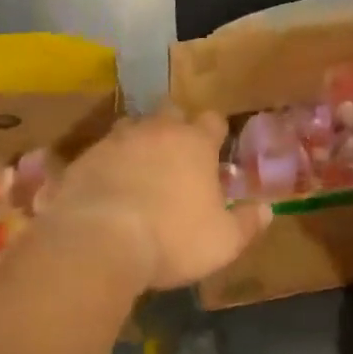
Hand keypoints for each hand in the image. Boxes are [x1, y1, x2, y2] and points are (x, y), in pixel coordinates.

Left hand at [49, 108, 271, 290]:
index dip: (215, 133)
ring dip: (139, 142)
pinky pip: (100, 153)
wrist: (98, 240)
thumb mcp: (222, 241)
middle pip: (171, 112)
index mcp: (195, 142)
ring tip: (139, 169)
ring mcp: (118, 140)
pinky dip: (106, 165)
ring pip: (133, 126)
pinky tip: (105, 189)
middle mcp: (158, 129)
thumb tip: (267, 209)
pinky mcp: (85, 157)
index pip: (213, 120)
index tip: (215, 151)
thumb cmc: (172, 237)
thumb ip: (247, 223)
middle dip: (176, 127)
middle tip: (177, 156)